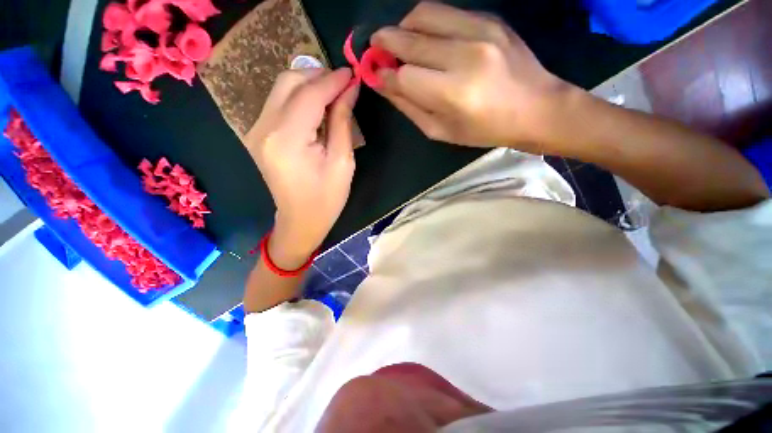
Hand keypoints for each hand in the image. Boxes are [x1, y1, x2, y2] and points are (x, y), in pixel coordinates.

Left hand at [245, 68, 358, 265]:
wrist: (300, 221)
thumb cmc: (327, 199)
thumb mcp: (342, 162)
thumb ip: (342, 122)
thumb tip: (349, 90)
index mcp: (287, 140)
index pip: (310, 95)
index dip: (333, 80)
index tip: (353, 73)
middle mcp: (264, 129)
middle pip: (289, 82)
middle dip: (319, 76)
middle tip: (344, 84)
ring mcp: (256, 130)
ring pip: (281, 89)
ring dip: (309, 84)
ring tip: (334, 93)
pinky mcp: (259, 134)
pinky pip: (278, 103)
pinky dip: (299, 97)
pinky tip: (317, 106)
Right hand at [371, 2, 572, 150]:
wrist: (536, 108)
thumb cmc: (483, 130)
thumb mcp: (441, 131)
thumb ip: (409, 107)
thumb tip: (382, 84)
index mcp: (453, 94)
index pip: (404, 75)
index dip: (384, 74)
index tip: (375, 75)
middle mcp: (465, 56)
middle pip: (409, 39)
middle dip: (384, 44)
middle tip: (376, 50)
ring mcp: (480, 31)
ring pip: (424, 14)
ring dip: (403, 26)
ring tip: (399, 41)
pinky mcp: (490, 19)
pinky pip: (446, 11)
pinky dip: (426, 22)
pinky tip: (426, 38)